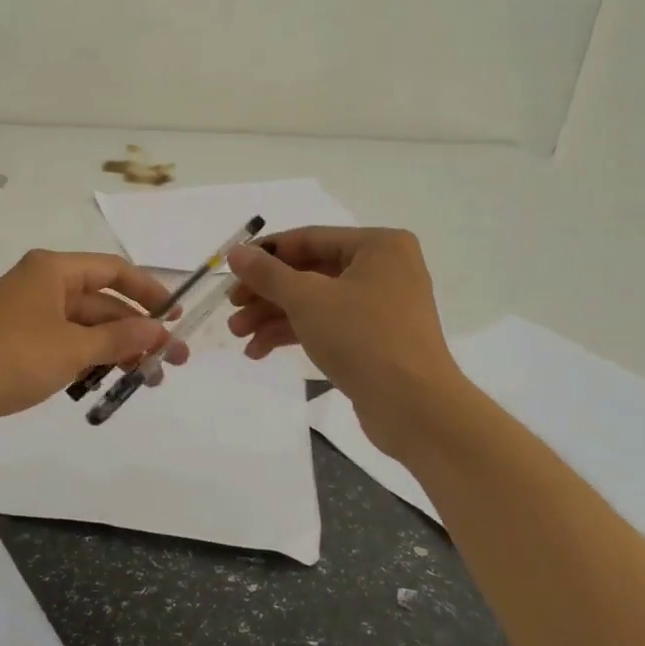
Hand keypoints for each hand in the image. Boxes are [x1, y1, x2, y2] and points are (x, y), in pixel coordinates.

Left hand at [0, 250, 189, 435]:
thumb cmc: (11, 357)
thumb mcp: (72, 348)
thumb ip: (119, 339)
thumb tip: (160, 331)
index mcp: (53, 270)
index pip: (113, 270)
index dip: (148, 291)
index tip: (176, 316)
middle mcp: (42, 284)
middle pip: (102, 301)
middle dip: (136, 331)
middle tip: (171, 361)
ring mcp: (29, 313)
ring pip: (85, 327)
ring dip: (116, 349)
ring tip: (147, 379)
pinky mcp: (19, 341)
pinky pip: (66, 343)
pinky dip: (88, 359)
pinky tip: (109, 382)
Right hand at [225, 227, 462, 428]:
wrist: (414, 407)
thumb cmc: (362, 338)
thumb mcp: (307, 299)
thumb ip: (267, 273)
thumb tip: (235, 252)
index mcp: (378, 246)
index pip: (308, 239)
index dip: (264, 254)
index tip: (230, 271)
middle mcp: (383, 269)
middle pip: (308, 272)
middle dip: (266, 293)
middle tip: (232, 309)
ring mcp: (380, 305)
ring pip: (314, 301)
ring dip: (273, 316)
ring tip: (238, 335)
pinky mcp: (374, 338)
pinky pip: (326, 325)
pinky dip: (293, 334)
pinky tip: (259, 351)